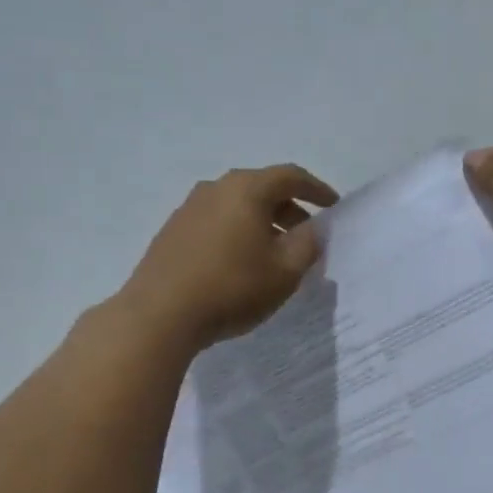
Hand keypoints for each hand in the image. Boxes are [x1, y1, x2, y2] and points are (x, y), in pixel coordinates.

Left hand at [119, 164, 338, 348]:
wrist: (159, 315)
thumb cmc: (232, 288)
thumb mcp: (285, 271)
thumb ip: (308, 244)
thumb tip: (314, 228)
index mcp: (246, 189)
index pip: (291, 176)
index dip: (317, 190)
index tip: (333, 207)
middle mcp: (215, 188)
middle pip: (262, 188)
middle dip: (290, 209)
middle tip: (306, 236)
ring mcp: (189, 208)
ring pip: (237, 205)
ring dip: (262, 222)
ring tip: (275, 253)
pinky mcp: (172, 231)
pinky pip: (216, 221)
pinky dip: (237, 232)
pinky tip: (240, 263)